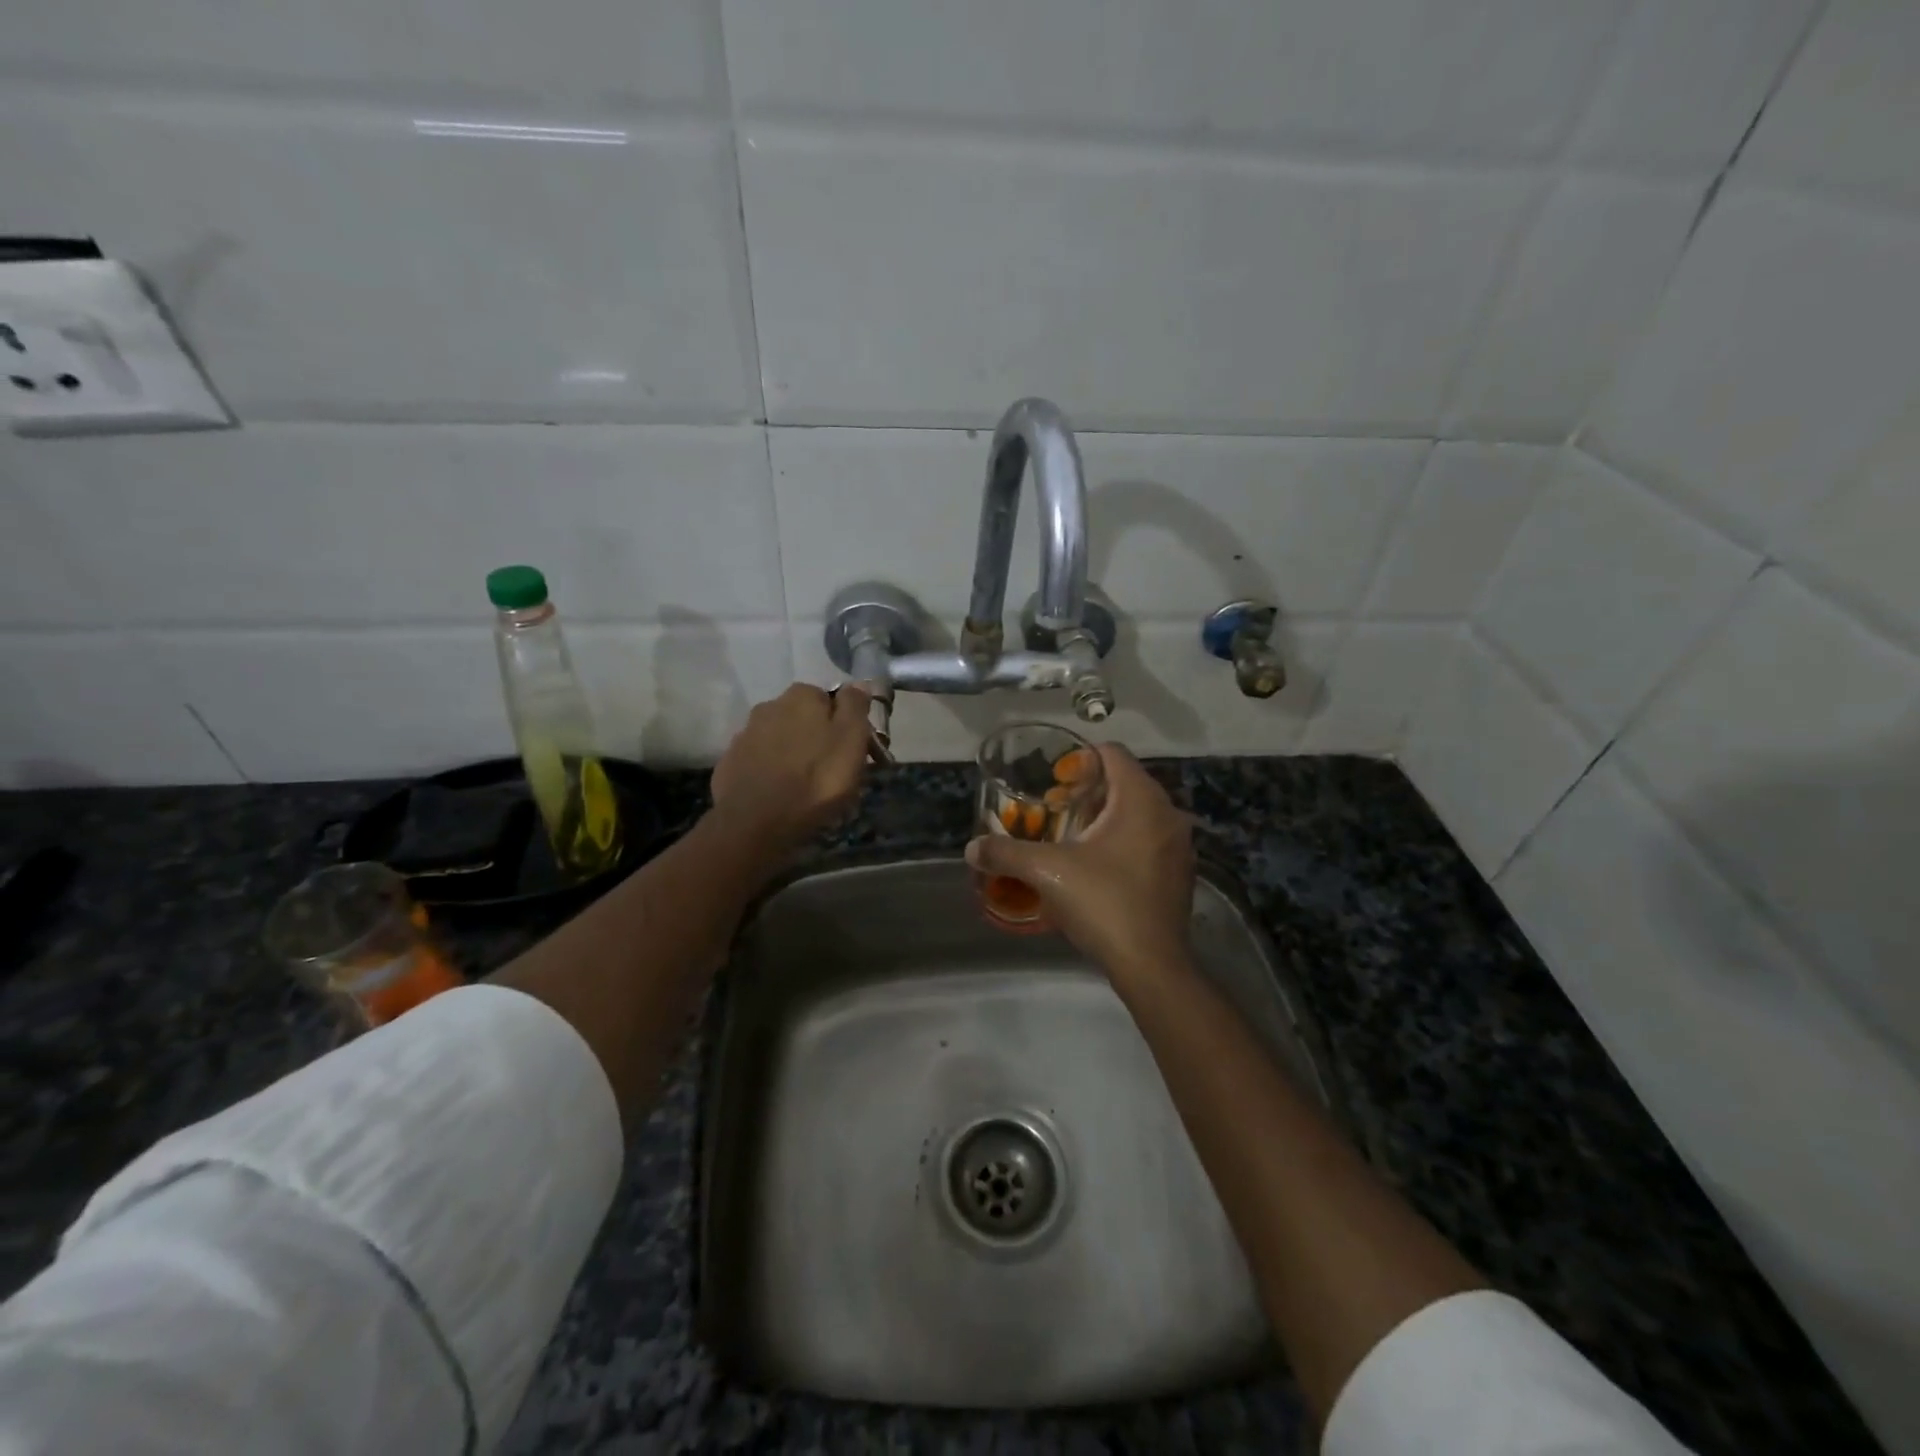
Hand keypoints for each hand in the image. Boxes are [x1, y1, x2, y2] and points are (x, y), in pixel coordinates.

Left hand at [709, 683, 871, 853]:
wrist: (756, 823)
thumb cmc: (816, 780)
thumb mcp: (851, 741)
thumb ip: (855, 707)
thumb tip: (858, 683)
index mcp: (802, 696)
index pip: (830, 699)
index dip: (844, 724)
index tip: (853, 750)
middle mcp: (769, 706)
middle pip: (802, 718)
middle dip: (816, 737)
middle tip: (831, 770)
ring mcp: (745, 735)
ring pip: (779, 739)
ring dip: (792, 754)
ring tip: (805, 786)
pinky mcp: (730, 763)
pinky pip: (759, 761)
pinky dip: (770, 771)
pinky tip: (779, 793)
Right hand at [965, 743, 1195, 984]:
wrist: (1151, 965)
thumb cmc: (1103, 902)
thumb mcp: (1046, 872)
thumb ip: (1006, 853)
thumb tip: (971, 849)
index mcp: (1141, 799)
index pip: (1112, 753)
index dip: (1080, 757)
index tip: (1054, 778)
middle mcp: (1167, 814)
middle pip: (1125, 783)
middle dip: (1089, 791)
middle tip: (1054, 807)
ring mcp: (1179, 846)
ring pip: (1138, 813)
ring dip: (1106, 817)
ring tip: (1071, 836)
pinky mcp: (1179, 873)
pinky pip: (1148, 840)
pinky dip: (1123, 841)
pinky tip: (1096, 866)